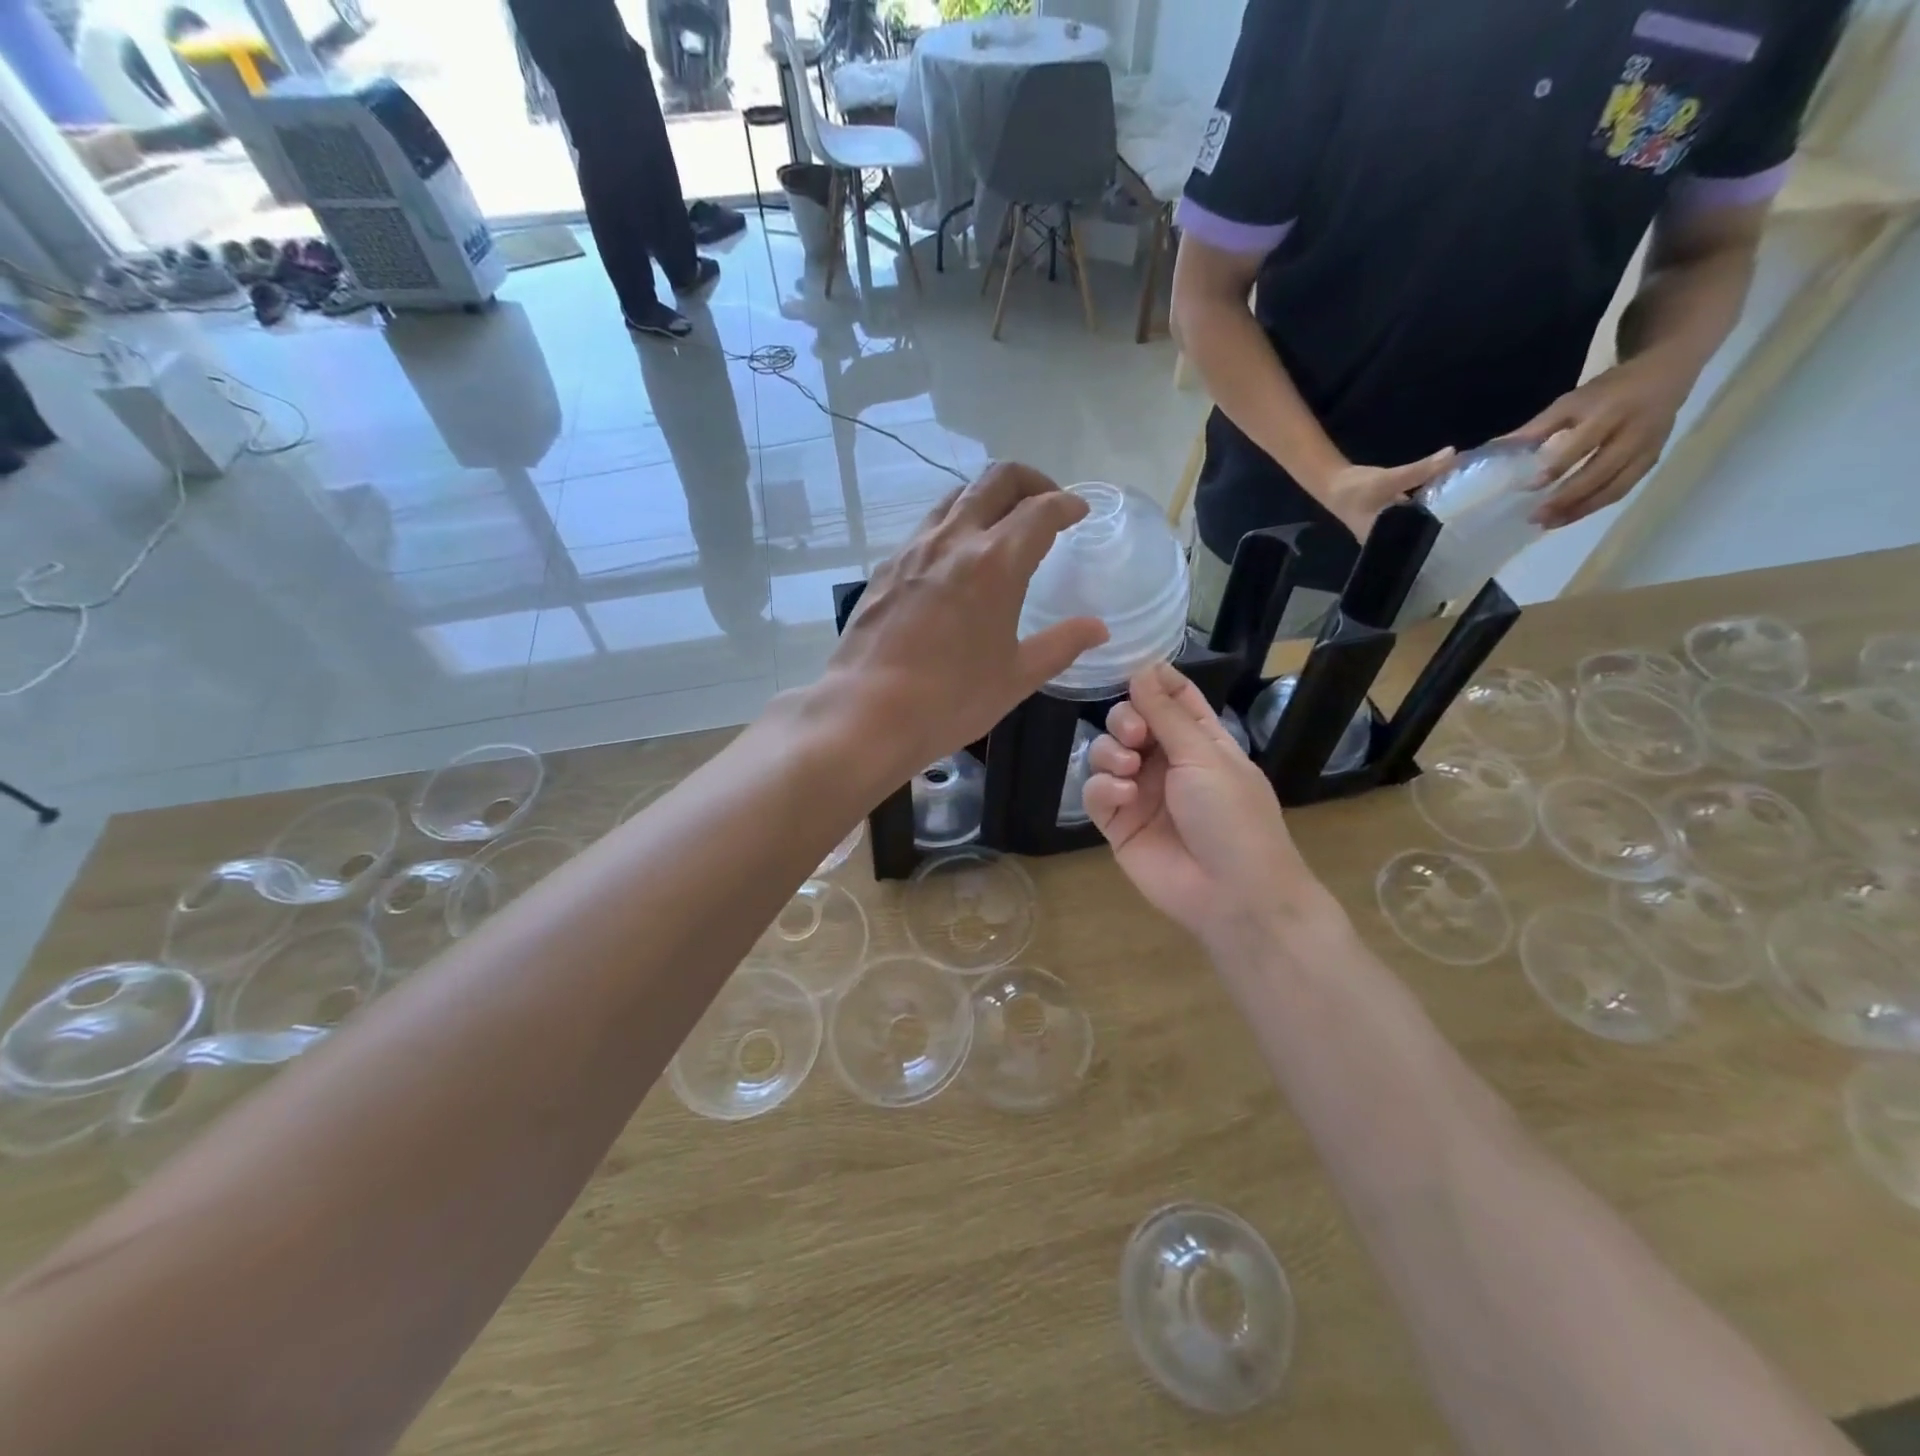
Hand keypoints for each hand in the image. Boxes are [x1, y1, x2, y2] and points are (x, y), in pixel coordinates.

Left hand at [824, 464, 1108, 774]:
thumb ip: (1061, 645)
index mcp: (995, 562)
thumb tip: (1097, 628)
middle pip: (995, 480)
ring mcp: (913, 549)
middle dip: (1030, 481)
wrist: (866, 712)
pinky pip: (927, 526)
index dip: (1067, 504)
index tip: (1080, 512)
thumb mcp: (1016, 677)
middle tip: (1046, 504)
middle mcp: (953, 540)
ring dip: (987, 499)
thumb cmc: (950, 699)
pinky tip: (956, 561)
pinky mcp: (885, 567)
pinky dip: (953, 525)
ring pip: (956, 496)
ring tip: (1002, 528)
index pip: (1040, 510)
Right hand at [1084, 663, 1335, 957]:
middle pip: (1130, 721)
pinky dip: (1102, 788)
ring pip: (1106, 753)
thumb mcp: (1204, 757)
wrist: (1232, 894)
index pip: (1173, 698)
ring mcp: (1140, 793)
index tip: (1131, 670)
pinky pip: (1095, 792)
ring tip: (1128, 769)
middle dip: (1125, 720)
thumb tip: (1142, 669)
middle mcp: (1167, 762)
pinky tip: (1122, 797)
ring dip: (1111, 752)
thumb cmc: (1232, 817)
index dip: (1153, 680)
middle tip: (1136, 735)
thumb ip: (1166, 714)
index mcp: (1200, 742)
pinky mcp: (1118, 824)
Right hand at [1320, 449, 1457, 541]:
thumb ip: (1421, 470)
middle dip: (1442, 525)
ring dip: (1437, 514)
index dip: (1439, 540)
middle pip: (1421, 534)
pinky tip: (1446, 497)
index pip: (1417, 545)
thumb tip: (1453, 454)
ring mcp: (1392, 527)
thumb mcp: (1390, 479)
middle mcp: (1389, 538)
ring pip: (1419, 523)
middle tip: (1472, 519)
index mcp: (1385, 539)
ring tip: (1466, 507)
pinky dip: (1429, 505)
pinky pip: (1417, 513)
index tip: (1465, 533)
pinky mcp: (1394, 516)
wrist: (1334, 483)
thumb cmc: (1356, 490)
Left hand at [1510, 358, 1690, 527]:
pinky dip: (1596, 505)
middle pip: (1601, 470)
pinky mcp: (1653, 460)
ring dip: (1581, 508)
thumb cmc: (1608, 390)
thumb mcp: (1571, 401)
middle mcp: (1634, 431)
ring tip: (1549, 524)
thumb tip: (1493, 450)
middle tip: (1535, 516)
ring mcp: (1648, 447)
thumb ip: (1536, 428)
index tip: (1527, 487)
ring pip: (1616, 485)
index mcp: (1611, 411)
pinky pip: (1624, 488)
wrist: (1667, 374)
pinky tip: (1570, 516)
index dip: (1556, 466)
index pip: (1582, 443)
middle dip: (1568, 496)